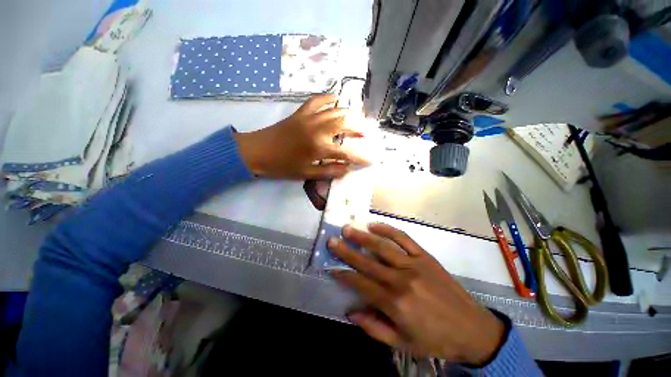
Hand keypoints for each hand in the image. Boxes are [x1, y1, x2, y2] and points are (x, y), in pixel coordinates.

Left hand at [234, 94, 370, 178]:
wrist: (257, 151)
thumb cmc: (282, 166)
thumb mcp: (306, 174)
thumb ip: (329, 172)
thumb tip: (347, 169)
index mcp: (318, 148)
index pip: (346, 153)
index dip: (361, 157)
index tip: (371, 160)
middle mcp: (317, 129)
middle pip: (345, 124)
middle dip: (359, 128)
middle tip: (367, 133)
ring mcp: (309, 118)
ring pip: (335, 110)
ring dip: (350, 113)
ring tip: (358, 118)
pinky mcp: (301, 112)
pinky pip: (318, 100)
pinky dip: (329, 98)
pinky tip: (336, 99)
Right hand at [328, 223, 504, 364]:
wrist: (473, 329)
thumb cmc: (435, 339)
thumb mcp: (402, 343)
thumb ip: (373, 327)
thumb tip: (350, 312)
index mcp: (395, 302)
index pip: (361, 283)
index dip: (344, 274)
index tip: (331, 266)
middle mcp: (401, 279)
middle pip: (367, 262)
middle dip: (347, 251)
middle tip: (332, 240)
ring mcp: (414, 264)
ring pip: (382, 247)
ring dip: (363, 237)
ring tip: (348, 228)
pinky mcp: (425, 256)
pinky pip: (404, 238)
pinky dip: (388, 230)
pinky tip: (375, 225)